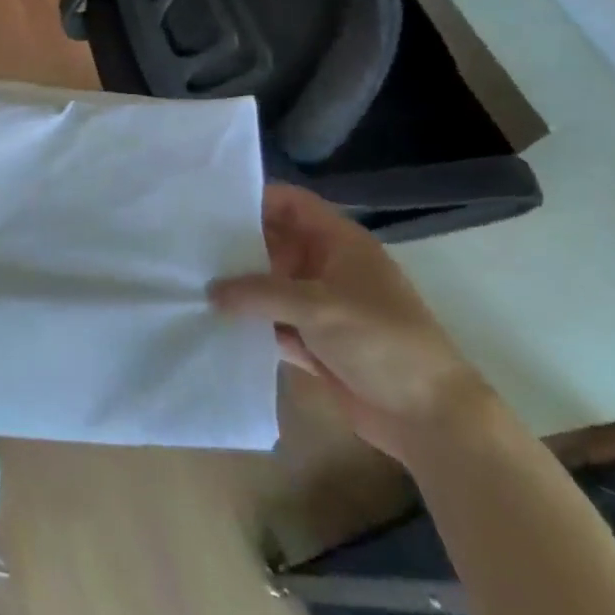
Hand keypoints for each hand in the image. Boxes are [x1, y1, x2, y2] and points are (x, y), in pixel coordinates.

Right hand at [210, 185, 495, 462]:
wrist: (427, 416)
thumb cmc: (380, 342)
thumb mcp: (317, 306)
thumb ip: (259, 293)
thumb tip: (210, 290)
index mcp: (339, 243)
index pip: (293, 204)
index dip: (256, 198)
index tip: (210, 205)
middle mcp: (327, 267)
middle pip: (275, 243)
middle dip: (237, 246)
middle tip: (188, 245)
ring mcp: (321, 306)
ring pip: (269, 286)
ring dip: (240, 289)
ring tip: (189, 282)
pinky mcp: (314, 341)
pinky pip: (272, 323)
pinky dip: (250, 324)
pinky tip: (213, 324)